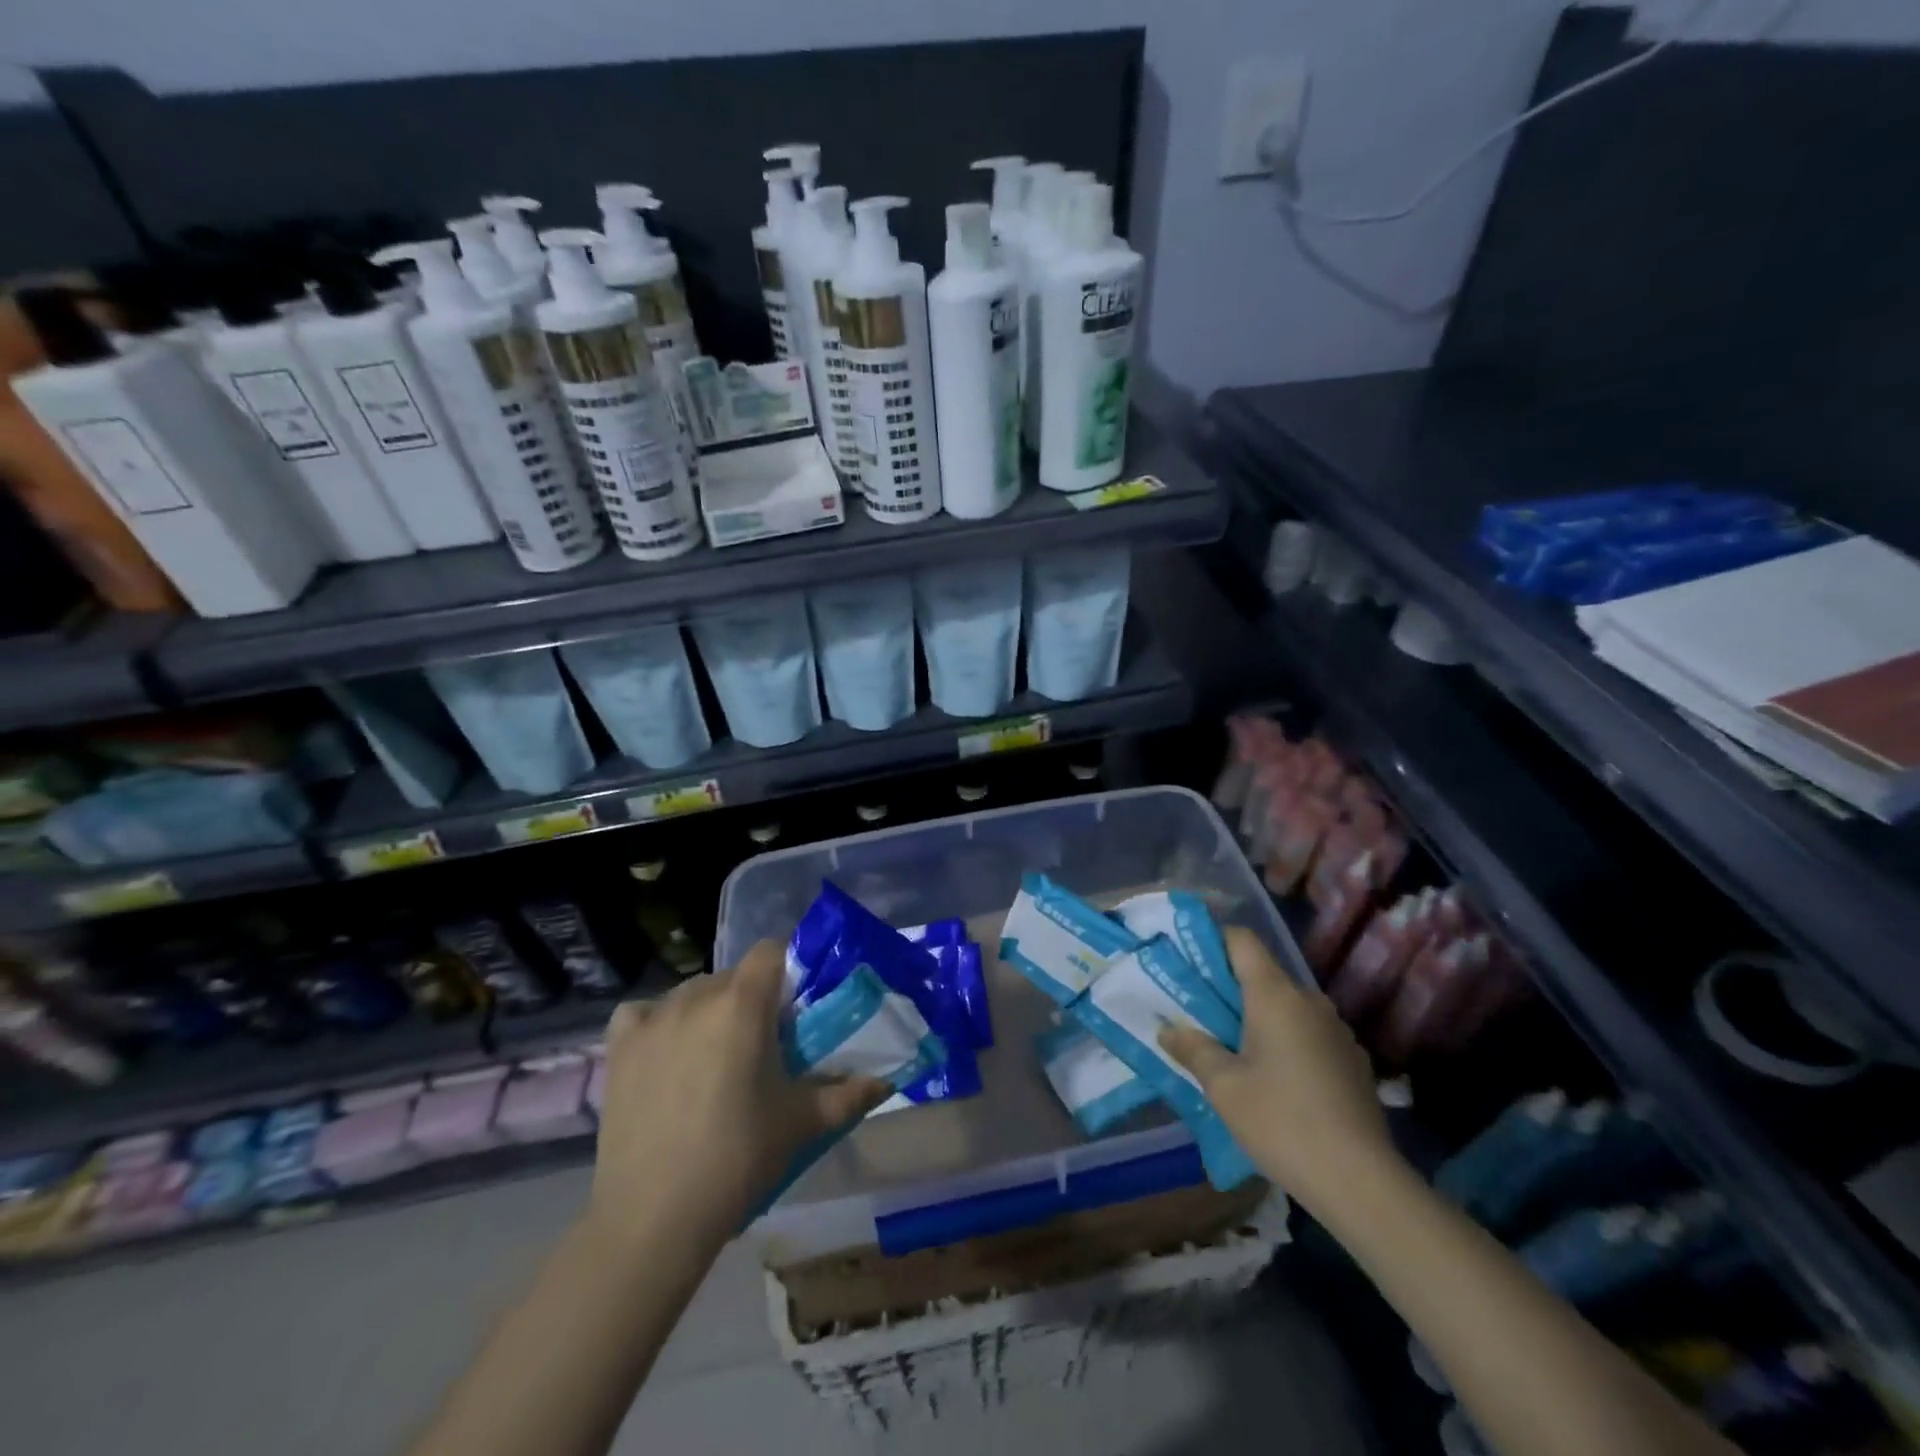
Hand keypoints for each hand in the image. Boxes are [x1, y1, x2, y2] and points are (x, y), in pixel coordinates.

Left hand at [585, 941, 888, 1250]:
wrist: (654, 1218)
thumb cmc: (739, 1158)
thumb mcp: (802, 1123)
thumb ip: (848, 1094)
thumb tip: (886, 1083)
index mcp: (743, 1004)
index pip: (770, 950)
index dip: (786, 970)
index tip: (793, 1007)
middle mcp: (696, 997)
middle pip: (732, 975)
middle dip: (750, 998)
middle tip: (761, 1044)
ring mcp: (652, 1020)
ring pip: (690, 993)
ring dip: (708, 1010)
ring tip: (714, 1057)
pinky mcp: (619, 1048)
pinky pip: (642, 1013)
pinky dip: (656, 1023)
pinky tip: (664, 1053)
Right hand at [1159, 927, 1399, 1214]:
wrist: (1362, 1183)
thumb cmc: (1282, 1122)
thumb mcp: (1223, 1087)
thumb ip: (1193, 1049)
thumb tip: (1168, 1030)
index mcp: (1275, 994)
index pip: (1242, 940)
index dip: (1213, 941)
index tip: (1188, 962)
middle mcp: (1309, 1001)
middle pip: (1263, 975)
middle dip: (1230, 988)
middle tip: (1199, 1013)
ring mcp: (1337, 1031)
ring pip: (1287, 1007)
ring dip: (1259, 1018)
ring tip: (1233, 1049)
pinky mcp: (1353, 1061)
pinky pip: (1309, 1034)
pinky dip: (1286, 1042)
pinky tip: (1275, 1080)